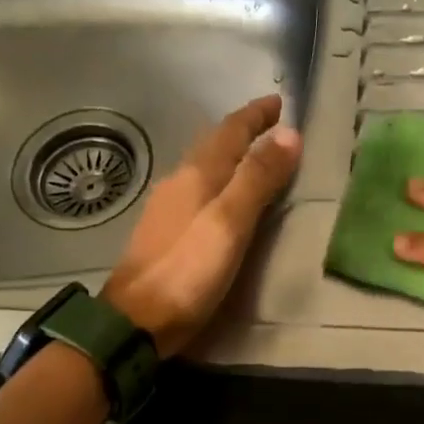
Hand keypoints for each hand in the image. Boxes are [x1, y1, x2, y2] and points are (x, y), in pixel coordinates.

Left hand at [103, 95, 300, 357]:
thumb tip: (289, 134)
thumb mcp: (229, 223)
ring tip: (252, 156)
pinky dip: (218, 182)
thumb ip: (257, 179)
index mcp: (196, 175)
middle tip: (270, 124)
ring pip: (203, 168)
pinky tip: (222, 198)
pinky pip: (197, 191)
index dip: (255, 116)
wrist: (134, 320)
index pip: (230, 131)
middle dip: (242, 130)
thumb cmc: (186, 271)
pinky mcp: (164, 233)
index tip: (279, 103)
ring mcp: (167, 208)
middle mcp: (178, 183)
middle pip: (213, 145)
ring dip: (229, 155)